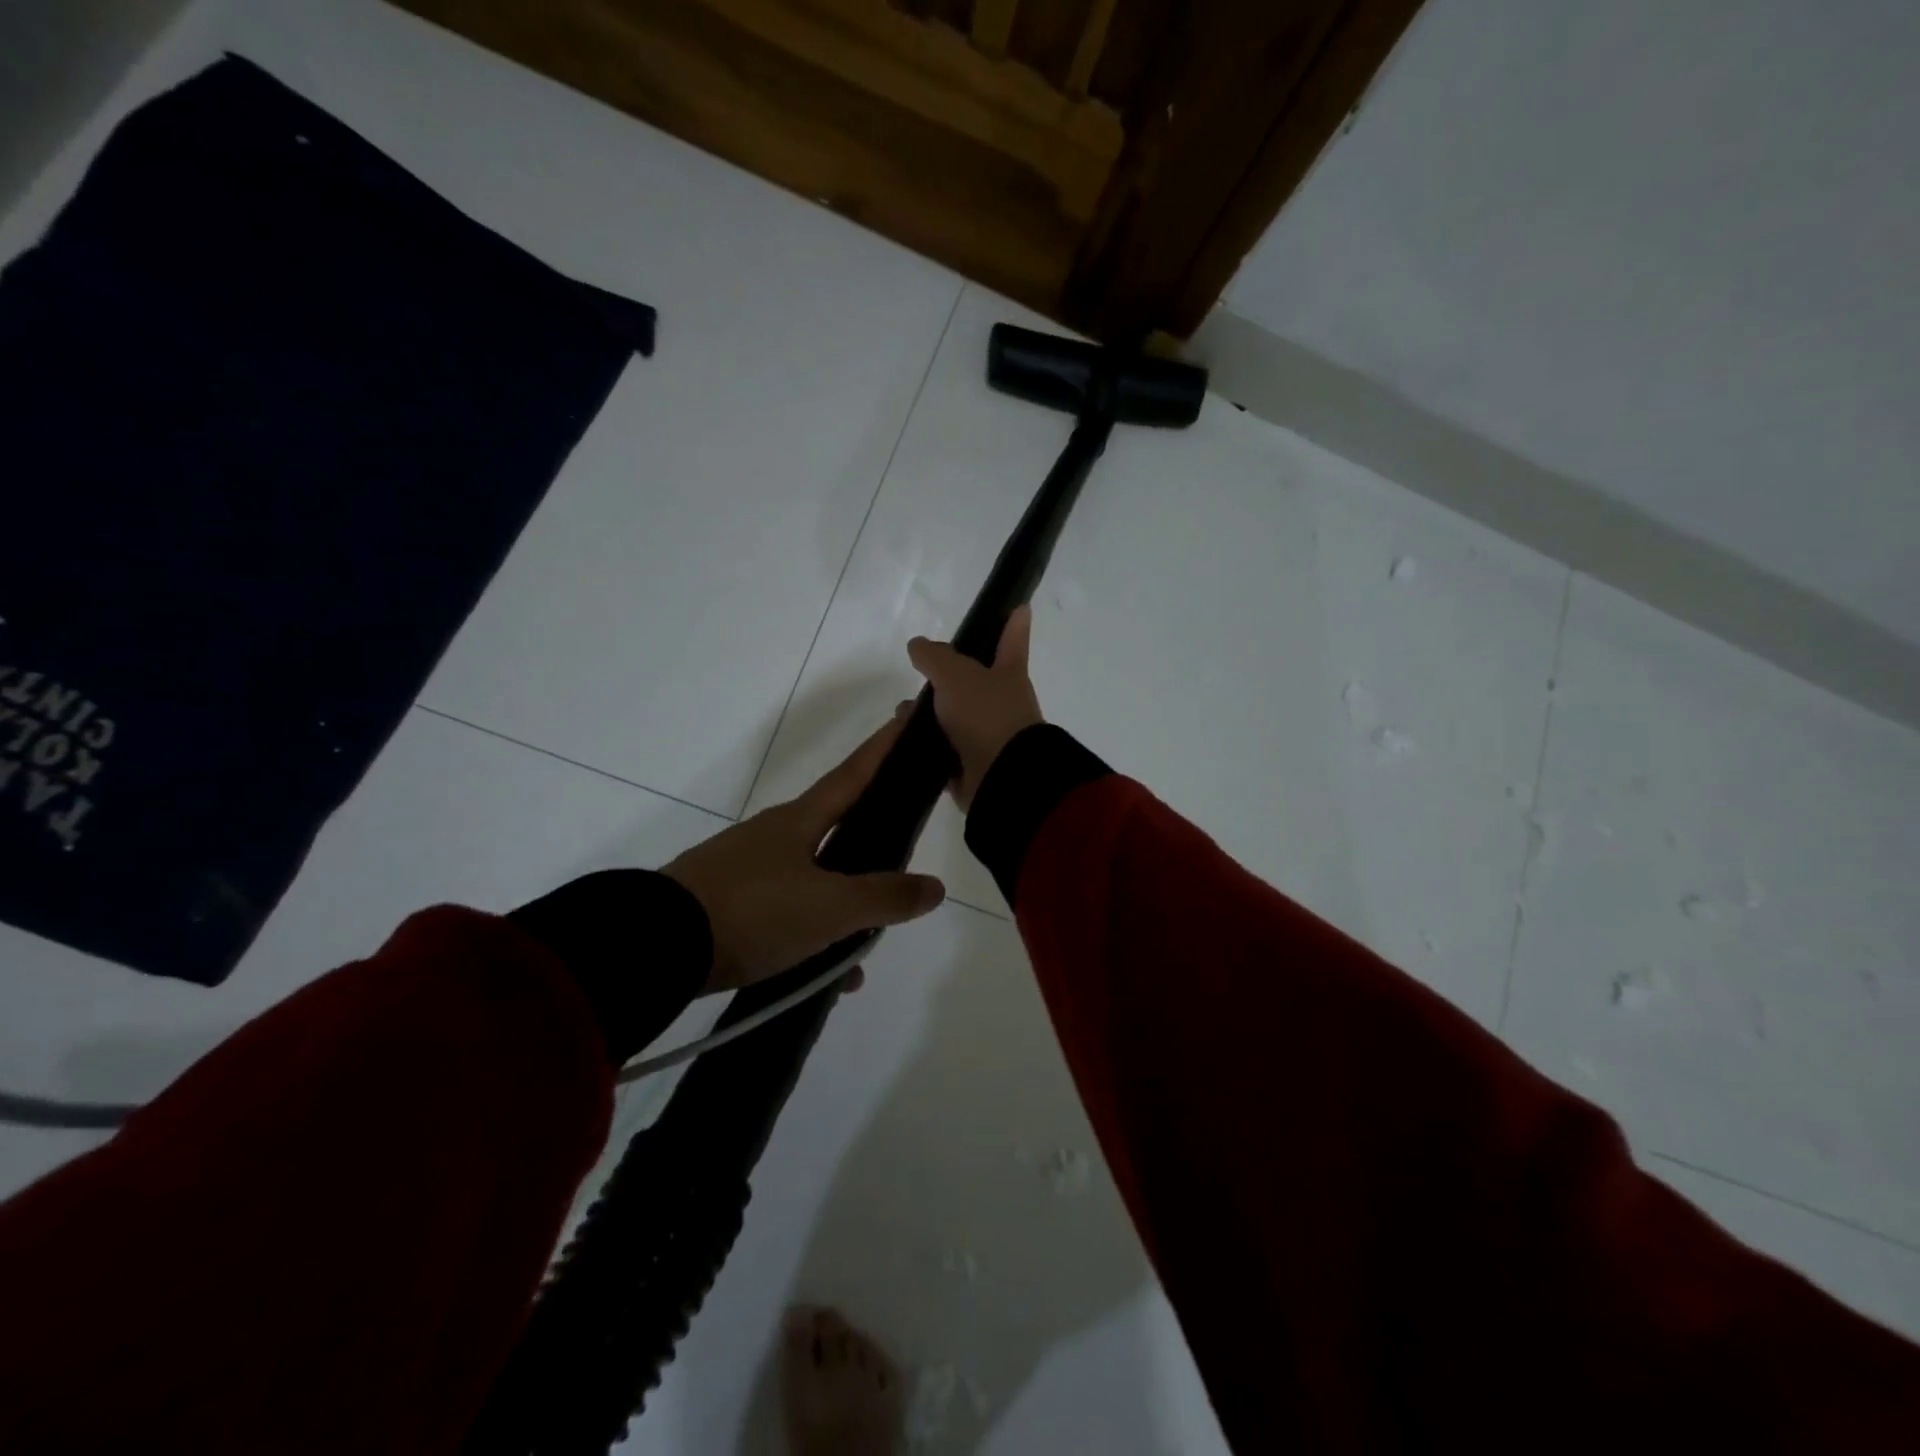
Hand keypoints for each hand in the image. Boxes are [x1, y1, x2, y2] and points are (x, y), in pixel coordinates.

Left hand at [664, 717, 946, 993]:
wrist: (654, 946)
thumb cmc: (753, 911)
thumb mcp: (829, 909)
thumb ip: (885, 898)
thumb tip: (934, 888)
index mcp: (799, 821)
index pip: (854, 773)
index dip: (884, 746)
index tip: (907, 715)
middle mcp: (773, 835)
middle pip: (835, 826)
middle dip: (870, 835)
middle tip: (900, 847)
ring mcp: (744, 869)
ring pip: (811, 878)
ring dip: (842, 905)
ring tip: (865, 947)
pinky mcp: (724, 903)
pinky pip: (783, 913)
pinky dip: (810, 935)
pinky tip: (824, 975)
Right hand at [908, 605, 1044, 810]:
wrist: (1001, 777)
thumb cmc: (986, 714)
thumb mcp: (956, 675)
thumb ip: (935, 657)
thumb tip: (918, 645)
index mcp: (1009, 675)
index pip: (1012, 640)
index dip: (1014, 624)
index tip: (1020, 606)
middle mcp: (1002, 704)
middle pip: (976, 682)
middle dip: (949, 676)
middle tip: (922, 670)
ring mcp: (987, 737)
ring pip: (954, 717)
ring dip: (929, 714)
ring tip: (903, 713)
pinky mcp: (971, 767)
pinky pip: (944, 751)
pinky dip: (926, 745)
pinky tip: (903, 741)